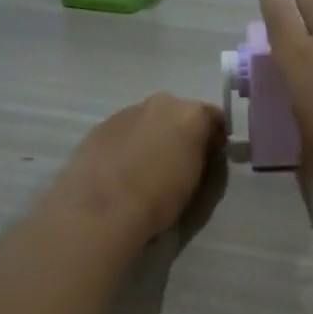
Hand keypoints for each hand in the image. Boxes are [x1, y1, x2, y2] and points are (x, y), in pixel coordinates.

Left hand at [49, 93, 224, 246]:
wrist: (102, 209)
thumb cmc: (159, 198)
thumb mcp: (195, 179)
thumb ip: (199, 155)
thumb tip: (197, 149)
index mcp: (189, 114)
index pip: (213, 117)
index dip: (215, 137)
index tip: (212, 156)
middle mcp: (159, 104)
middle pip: (177, 114)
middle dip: (179, 132)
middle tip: (177, 162)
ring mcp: (125, 112)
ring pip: (146, 121)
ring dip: (150, 137)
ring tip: (144, 169)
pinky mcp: (98, 127)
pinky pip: (122, 133)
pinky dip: (126, 145)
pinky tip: (120, 171)